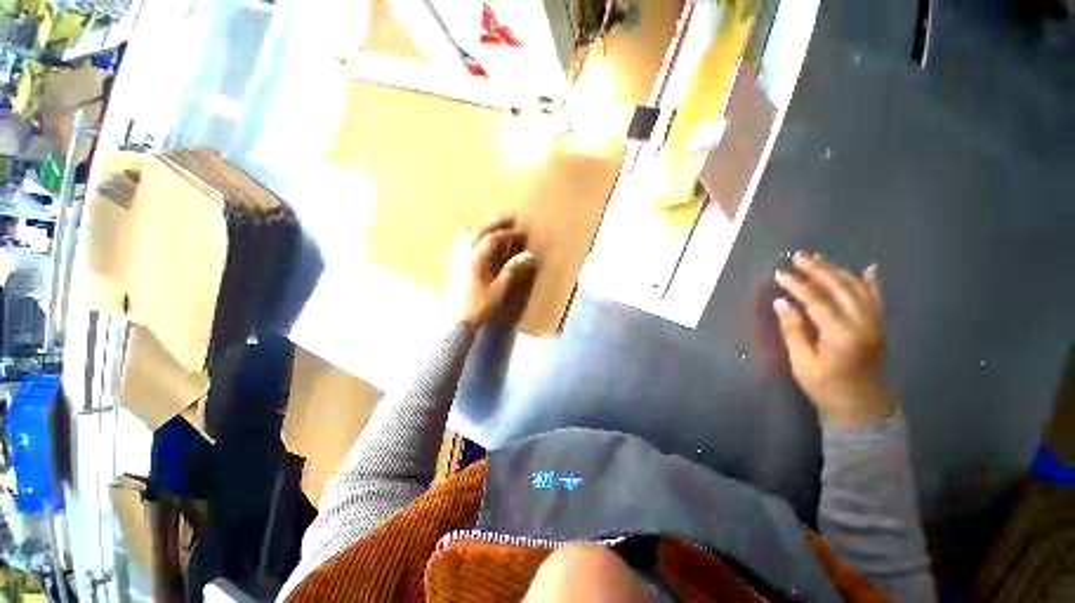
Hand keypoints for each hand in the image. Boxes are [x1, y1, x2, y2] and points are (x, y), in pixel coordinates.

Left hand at [446, 214, 538, 329]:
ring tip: (494, 225)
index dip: (509, 233)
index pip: (494, 238)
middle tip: (510, 217)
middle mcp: (464, 253)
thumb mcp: (499, 289)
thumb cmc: (481, 306)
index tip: (522, 232)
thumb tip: (529, 255)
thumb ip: (513, 270)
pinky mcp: (453, 263)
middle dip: (495, 221)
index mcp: (476, 258)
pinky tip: (476, 238)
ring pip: (467, 232)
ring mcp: (456, 257)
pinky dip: (470, 233)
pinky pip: (460, 240)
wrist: (459, 321)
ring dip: (482, 225)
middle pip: (480, 229)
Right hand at [773, 252, 895, 427]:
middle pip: (839, 288)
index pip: (817, 301)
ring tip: (819, 258)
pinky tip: (868, 268)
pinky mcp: (879, 326)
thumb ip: (793, 330)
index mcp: (842, 335)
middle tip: (798, 256)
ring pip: (857, 289)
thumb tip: (781, 302)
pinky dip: (871, 282)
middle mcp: (863, 323)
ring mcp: (875, 323)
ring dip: (837, 271)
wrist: (864, 407)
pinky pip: (876, 299)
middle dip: (817, 270)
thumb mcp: (803, 363)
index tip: (779, 273)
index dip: (797, 285)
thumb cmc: (827, 388)